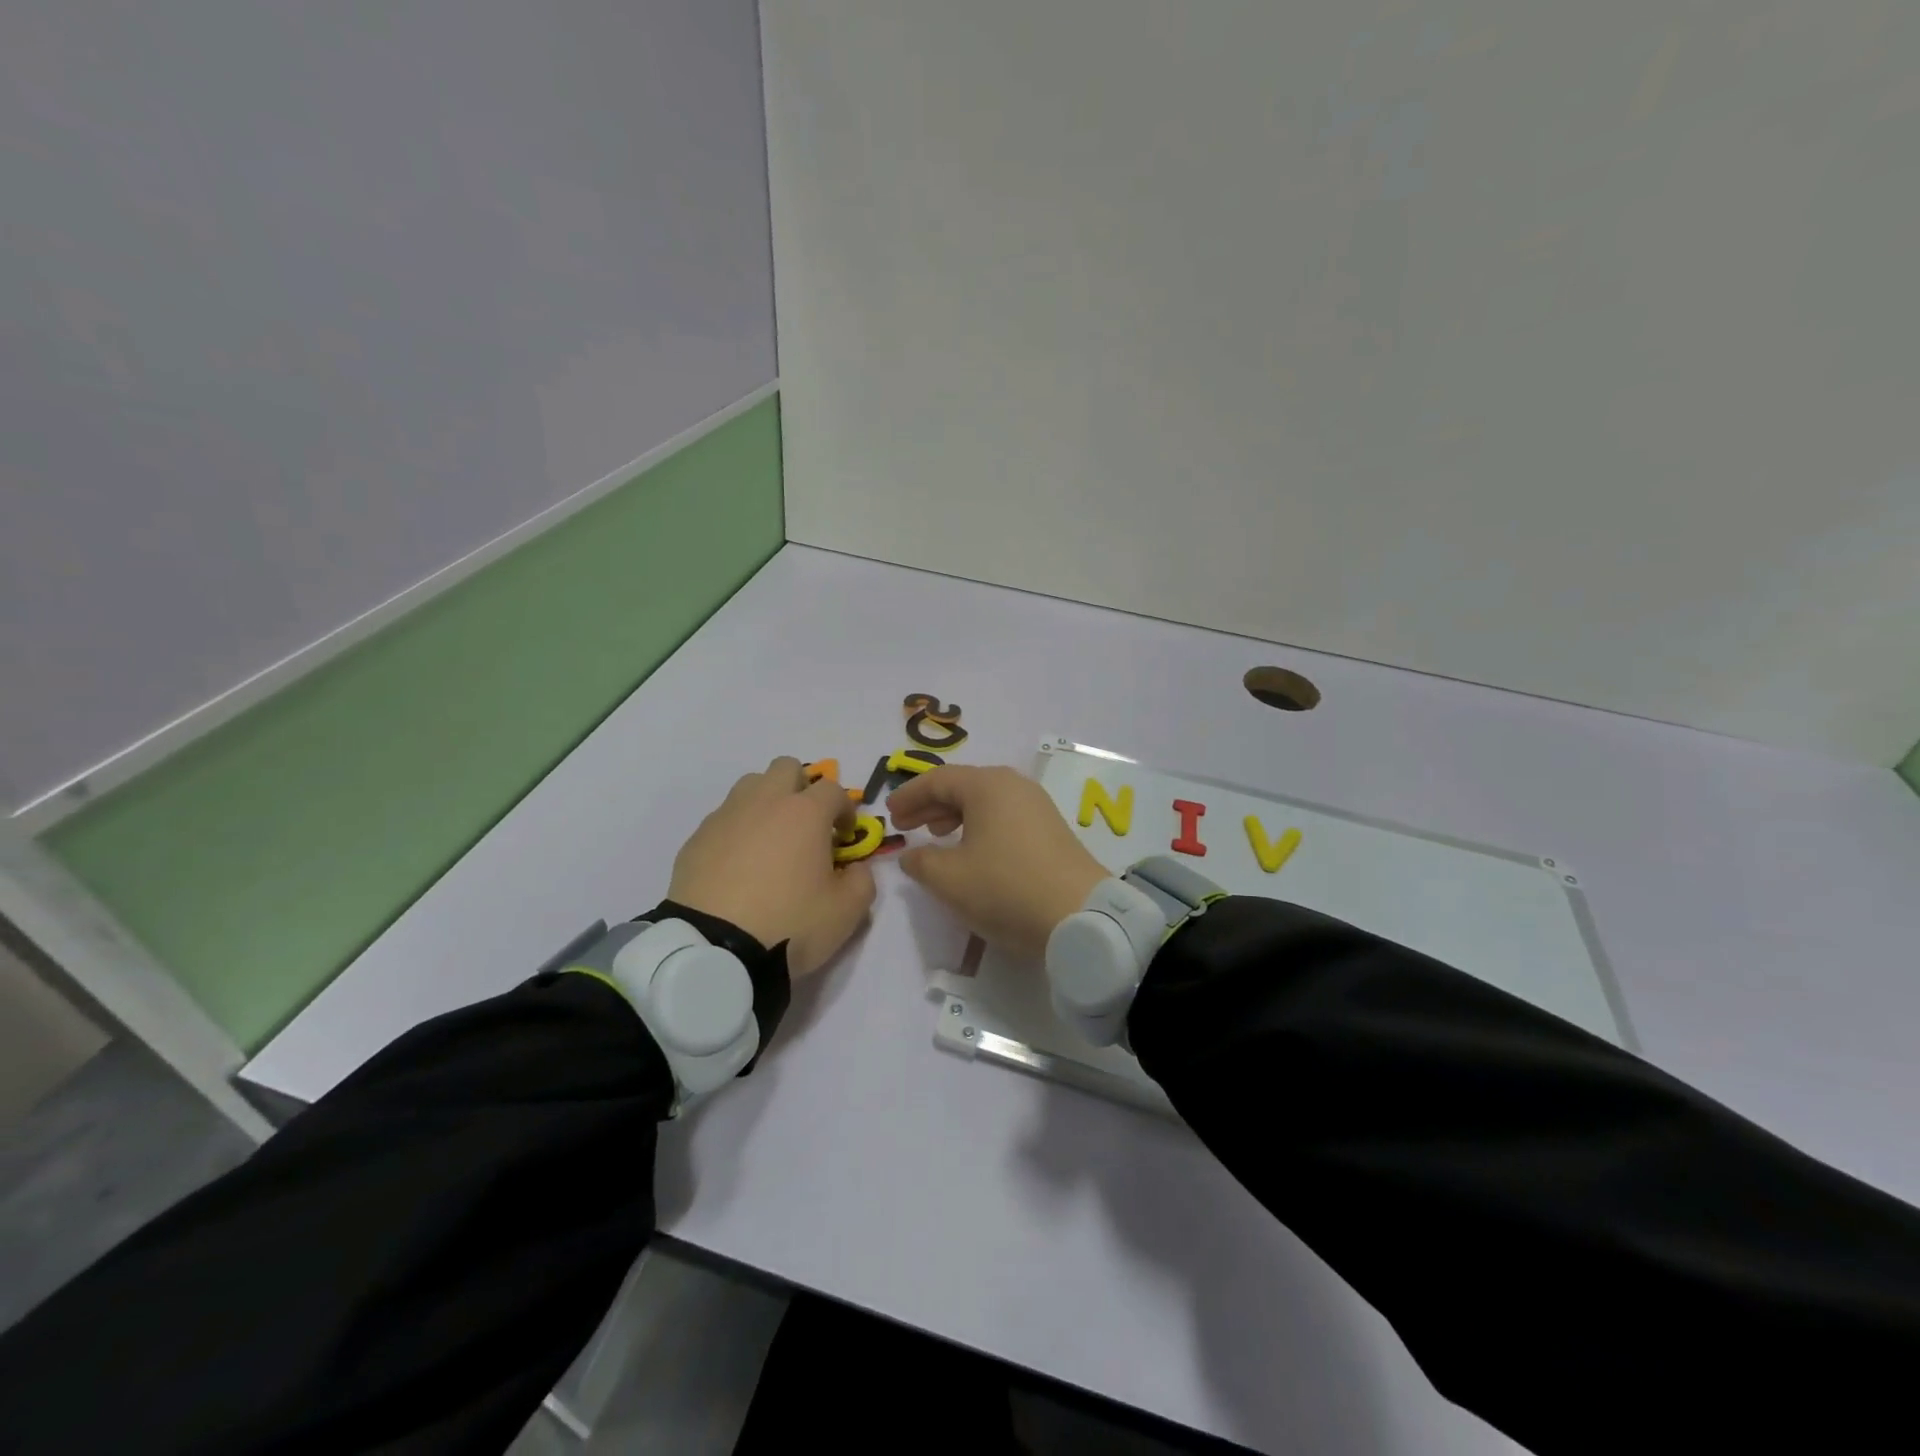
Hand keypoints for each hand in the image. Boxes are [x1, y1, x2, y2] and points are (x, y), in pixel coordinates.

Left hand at [668, 758, 876, 977]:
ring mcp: (726, 816)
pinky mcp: (697, 838)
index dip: (845, 809)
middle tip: (807, 825)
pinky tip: (739, 865)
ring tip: (771, 840)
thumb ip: (863, 882)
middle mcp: (765, 802)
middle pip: (787, 768)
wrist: (715, 950)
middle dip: (802, 788)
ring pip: (751, 785)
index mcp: (805, 813)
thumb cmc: (789, 923)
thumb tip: (855, 869)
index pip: (834, 789)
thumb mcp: (846, 912)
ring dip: (767, 802)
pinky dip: (737, 830)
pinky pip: (724, 818)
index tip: (844, 837)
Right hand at [888, 765, 1106, 958]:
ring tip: (936, 836)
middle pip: (963, 786)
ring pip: (986, 801)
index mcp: (987, 785)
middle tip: (907, 825)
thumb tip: (911, 855)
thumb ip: (921, 862)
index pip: (938, 780)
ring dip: (956, 816)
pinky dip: (980, 826)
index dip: (909, 795)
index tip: (889, 814)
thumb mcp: (950, 879)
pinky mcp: (1051, 829)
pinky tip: (973, 850)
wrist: (1080, 916)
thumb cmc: (1005, 888)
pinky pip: (1005, 816)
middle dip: (931, 804)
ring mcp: (1037, 805)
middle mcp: (1014, 785)